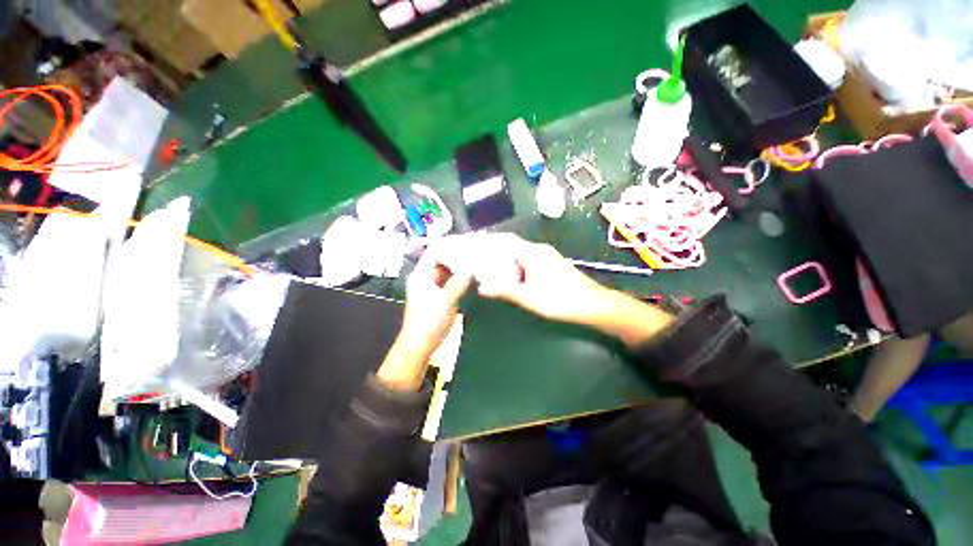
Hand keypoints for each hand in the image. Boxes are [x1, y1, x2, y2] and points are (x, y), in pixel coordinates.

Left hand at [377, 242, 471, 390]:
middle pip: (441, 260)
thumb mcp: (446, 301)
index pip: (434, 251)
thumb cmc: (429, 321)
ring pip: (446, 271)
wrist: (420, 344)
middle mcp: (426, 277)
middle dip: (457, 255)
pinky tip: (471, 275)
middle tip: (474, 250)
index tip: (466, 241)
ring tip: (475, 259)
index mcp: (422, 275)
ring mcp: (432, 286)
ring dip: (459, 266)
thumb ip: (459, 282)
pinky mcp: (439, 295)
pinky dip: (459, 277)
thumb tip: (472, 268)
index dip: (449, 245)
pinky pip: (449, 281)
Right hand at [435, 233, 674, 346]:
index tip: (474, 246)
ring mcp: (548, 257)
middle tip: (479, 262)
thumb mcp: (530, 298)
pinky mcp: (552, 265)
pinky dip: (516, 266)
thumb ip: (505, 290)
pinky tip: (511, 277)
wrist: (594, 305)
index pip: (506, 241)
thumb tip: (482, 287)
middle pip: (512, 247)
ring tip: (490, 270)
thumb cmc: (561, 300)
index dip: (489, 242)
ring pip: (520, 254)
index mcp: (533, 253)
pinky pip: (529, 261)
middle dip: (495, 253)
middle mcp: (539, 250)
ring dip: (506, 261)